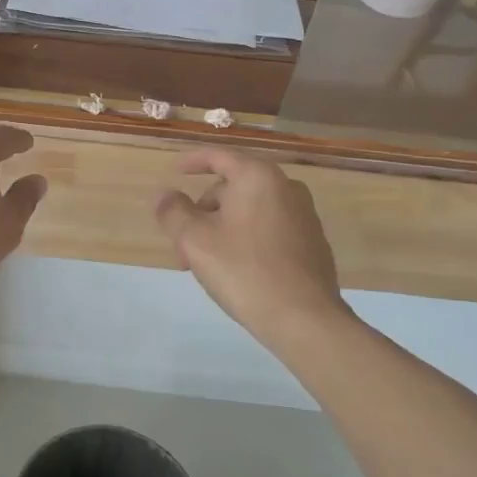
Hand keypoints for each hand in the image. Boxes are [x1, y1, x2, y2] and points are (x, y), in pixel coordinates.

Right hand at [155, 150, 346, 350]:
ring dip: (222, 229)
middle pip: (233, 187)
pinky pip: (269, 229)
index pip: (219, 156)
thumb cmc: (245, 271)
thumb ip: (173, 212)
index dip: (192, 161)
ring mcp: (304, 216)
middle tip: (184, 244)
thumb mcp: (195, 240)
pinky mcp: (312, 243)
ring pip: (250, 211)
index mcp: (258, 177)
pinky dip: (247, 239)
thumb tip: (164, 195)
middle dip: (204, 211)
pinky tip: (237, 271)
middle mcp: (286, 187)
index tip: (174, 171)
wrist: (305, 320)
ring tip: (206, 263)